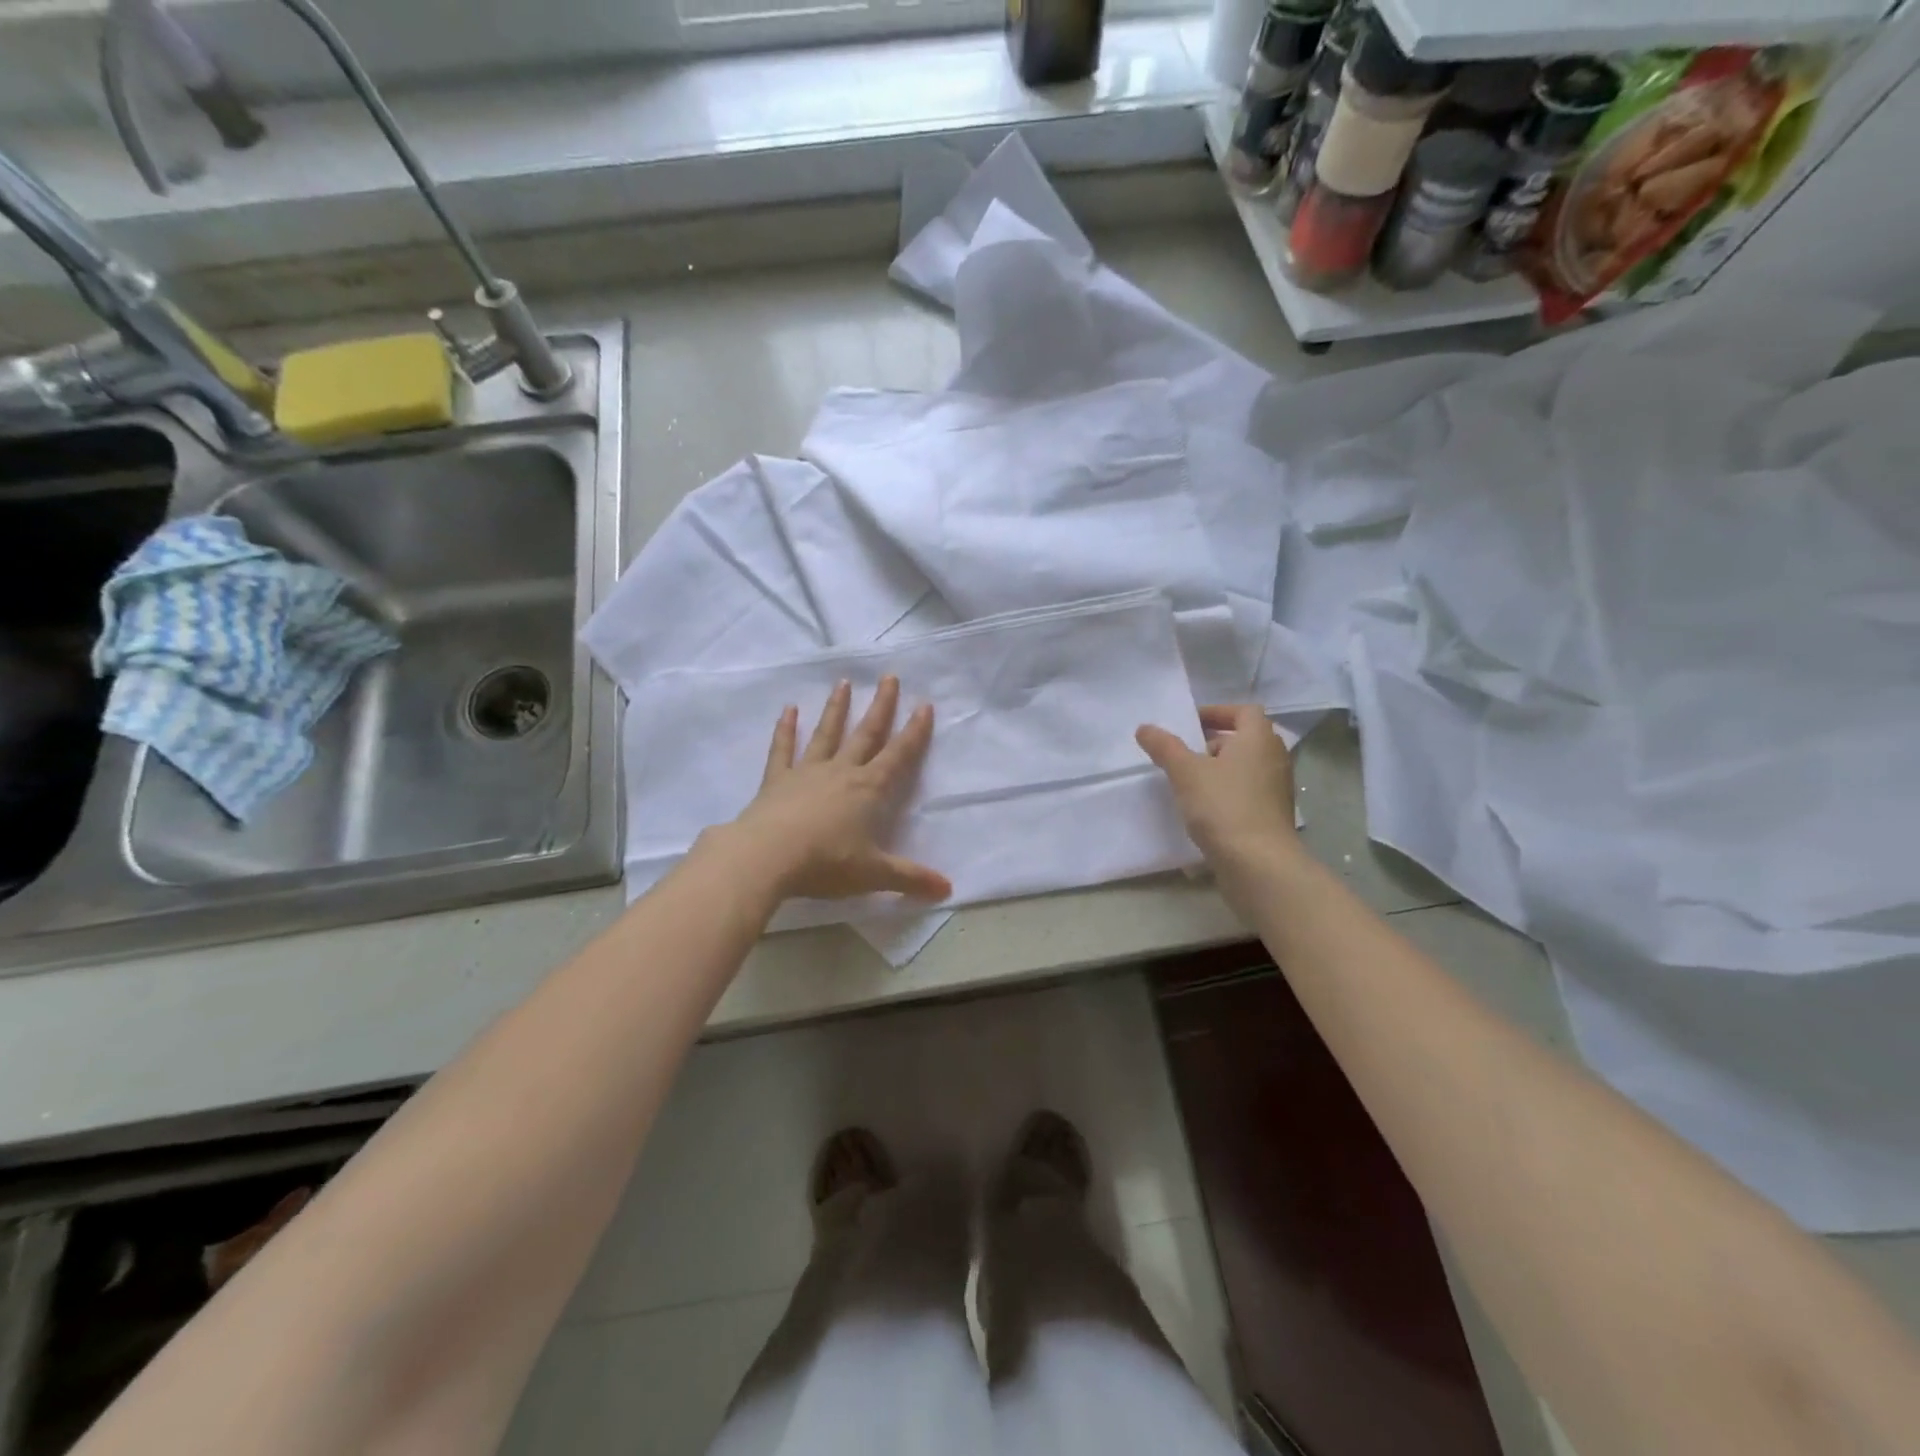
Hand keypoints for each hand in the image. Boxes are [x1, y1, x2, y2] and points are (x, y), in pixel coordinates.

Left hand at [729, 676, 951, 903]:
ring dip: (837, 709)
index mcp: (868, 790)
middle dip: (881, 706)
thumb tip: (948, 890)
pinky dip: (786, 729)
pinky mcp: (776, 780)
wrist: (767, 857)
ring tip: (844, 682)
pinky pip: (782, 749)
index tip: (924, 705)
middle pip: (866, 734)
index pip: (898, 755)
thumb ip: (910, 878)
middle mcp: (841, 772)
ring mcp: (807, 772)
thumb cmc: (826, 863)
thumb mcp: (873, 874)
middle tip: (889, 677)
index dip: (914, 732)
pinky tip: (789, 709)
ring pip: (826, 734)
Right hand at [1136, 705, 1297, 859]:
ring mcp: (1277, 789)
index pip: (1244, 711)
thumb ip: (1165, 747)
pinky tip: (1205, 810)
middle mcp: (1274, 758)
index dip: (1217, 712)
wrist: (1258, 863)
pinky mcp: (1273, 815)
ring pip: (1246, 767)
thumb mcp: (1185, 772)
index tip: (1190, 724)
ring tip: (1190, 783)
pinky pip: (1249, 792)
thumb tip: (1145, 728)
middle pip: (1245, 739)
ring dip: (1220, 769)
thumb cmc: (1223, 806)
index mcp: (1258, 739)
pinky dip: (1228, 792)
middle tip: (1185, 754)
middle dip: (1214, 742)